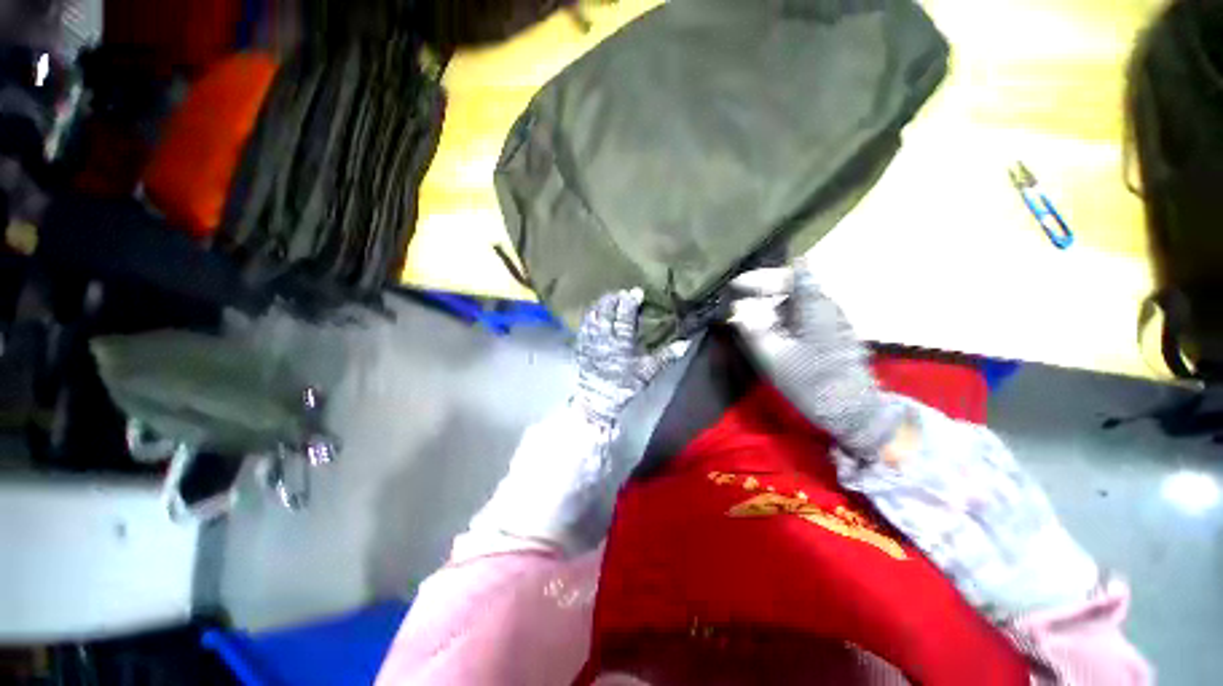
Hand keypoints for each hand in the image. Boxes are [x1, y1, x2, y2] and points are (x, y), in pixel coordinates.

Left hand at [574, 288, 681, 428]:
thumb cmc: (624, 386)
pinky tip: (591, 312)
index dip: (630, 303)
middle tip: (620, 292)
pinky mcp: (581, 347)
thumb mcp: (647, 372)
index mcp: (621, 344)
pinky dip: (588, 316)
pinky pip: (583, 327)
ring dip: (599, 305)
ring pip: (593, 317)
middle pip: (606, 313)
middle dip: (613, 300)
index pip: (625, 318)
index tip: (636, 291)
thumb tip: (685, 343)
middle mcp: (604, 339)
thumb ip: (666, 356)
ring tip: (606, 297)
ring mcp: (591, 342)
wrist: (598, 401)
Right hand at [729, 261, 902, 456]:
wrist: (852, 408)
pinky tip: (771, 329)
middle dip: (763, 290)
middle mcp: (827, 305)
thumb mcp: (773, 356)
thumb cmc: (810, 381)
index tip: (738, 286)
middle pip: (793, 284)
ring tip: (750, 315)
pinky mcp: (835, 331)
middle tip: (739, 300)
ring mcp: (834, 318)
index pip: (789, 275)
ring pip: (798, 299)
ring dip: (772, 303)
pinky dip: (783, 316)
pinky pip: (804, 313)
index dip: (761, 278)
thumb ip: (753, 329)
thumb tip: (737, 309)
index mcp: (814, 306)